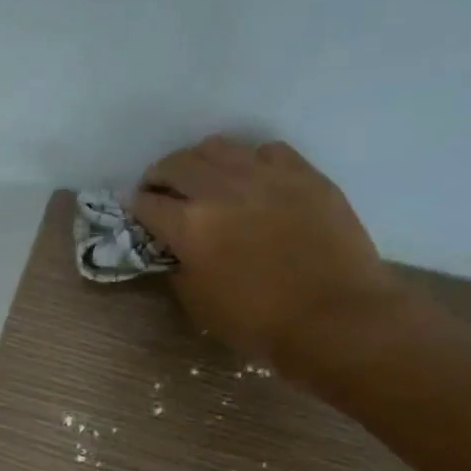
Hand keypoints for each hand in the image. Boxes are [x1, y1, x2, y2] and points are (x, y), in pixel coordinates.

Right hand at [130, 136, 416, 374]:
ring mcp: (266, 175)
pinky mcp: (304, 173)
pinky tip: (252, 180)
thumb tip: (175, 249)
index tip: (136, 214)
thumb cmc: (259, 323)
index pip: (146, 203)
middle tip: (161, 191)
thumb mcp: (199, 304)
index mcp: (190, 226)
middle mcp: (221, 189)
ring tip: (203, 179)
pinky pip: (265, 151)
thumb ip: (179, 268)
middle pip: (176, 164)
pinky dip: (248, 161)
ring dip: (200, 162)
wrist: (335, 318)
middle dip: (160, 176)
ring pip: (218, 147)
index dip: (135, 208)